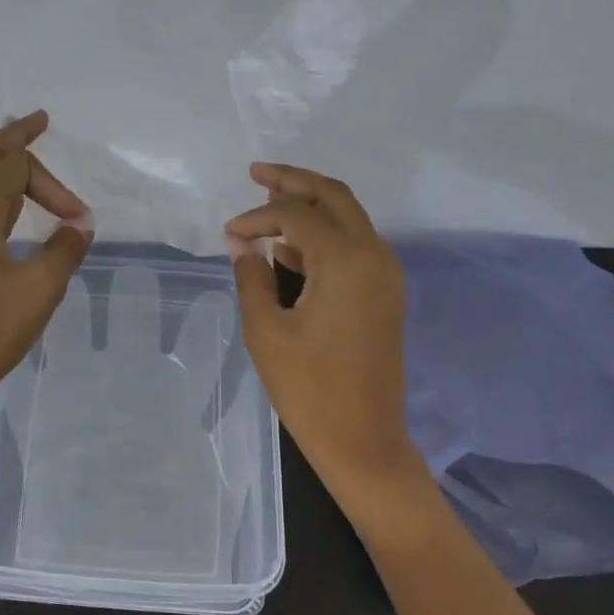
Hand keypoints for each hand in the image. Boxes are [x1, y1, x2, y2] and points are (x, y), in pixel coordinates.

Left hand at [0, 110, 92, 420]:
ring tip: (23, 152)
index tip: (80, 220)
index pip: (13, 168)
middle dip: (12, 140)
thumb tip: (79, 225)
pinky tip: (9, 207)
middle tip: (37, 123)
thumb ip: (65, 249)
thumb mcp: (39, 288)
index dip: (53, 186)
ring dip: (0, 164)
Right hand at [225, 163, 427, 521]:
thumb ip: (251, 279)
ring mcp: (386, 275)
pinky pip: (355, 246)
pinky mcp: (386, 294)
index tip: (227, 234)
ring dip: (311, 206)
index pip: (296, 216)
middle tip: (257, 173)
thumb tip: (243, 245)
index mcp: (345, 262)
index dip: (257, 216)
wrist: (364, 441)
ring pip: (349, 218)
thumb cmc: (309, 390)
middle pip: (334, 197)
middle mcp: (374, 256)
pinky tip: (291, 247)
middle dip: (294, 181)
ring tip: (269, 203)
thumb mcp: (266, 333)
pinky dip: (324, 236)